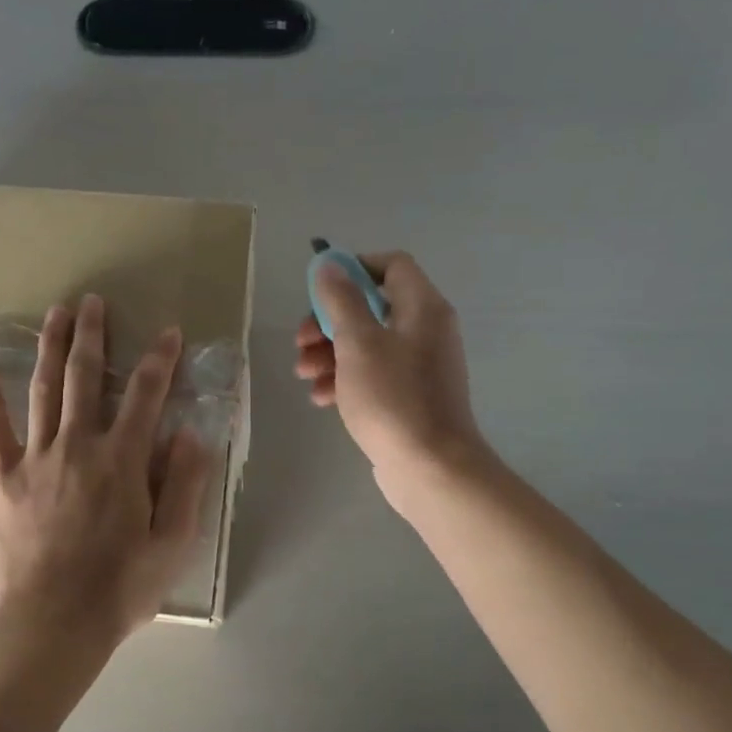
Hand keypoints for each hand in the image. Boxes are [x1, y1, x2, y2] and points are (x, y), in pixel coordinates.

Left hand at [0, 294, 212, 645]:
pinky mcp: (4, 481)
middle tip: (93, 302)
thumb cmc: (120, 588)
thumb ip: (185, 484)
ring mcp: (37, 460)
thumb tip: (189, 433)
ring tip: (55, 314)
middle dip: (92, 336)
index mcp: (123, 461)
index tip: (168, 332)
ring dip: (50, 349)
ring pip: (44, 392)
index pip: (145, 396)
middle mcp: (79, 447)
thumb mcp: (172, 543)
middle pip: (86, 378)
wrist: (53, 624)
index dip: (159, 361)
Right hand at [295, 251, 488, 512]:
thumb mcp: (358, 343)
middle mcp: (425, 330)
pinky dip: (345, 379)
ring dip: (330, 354)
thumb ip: (341, 300)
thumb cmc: (392, 398)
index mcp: (422, 308)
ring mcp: (418, 366)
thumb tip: (329, 264)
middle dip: (329, 322)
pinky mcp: (409, 397)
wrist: (430, 467)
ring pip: (366, 344)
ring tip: (304, 375)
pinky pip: (373, 375)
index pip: (392, 265)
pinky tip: (322, 398)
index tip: (320, 290)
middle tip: (301, 342)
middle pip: (371, 307)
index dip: (354, 268)